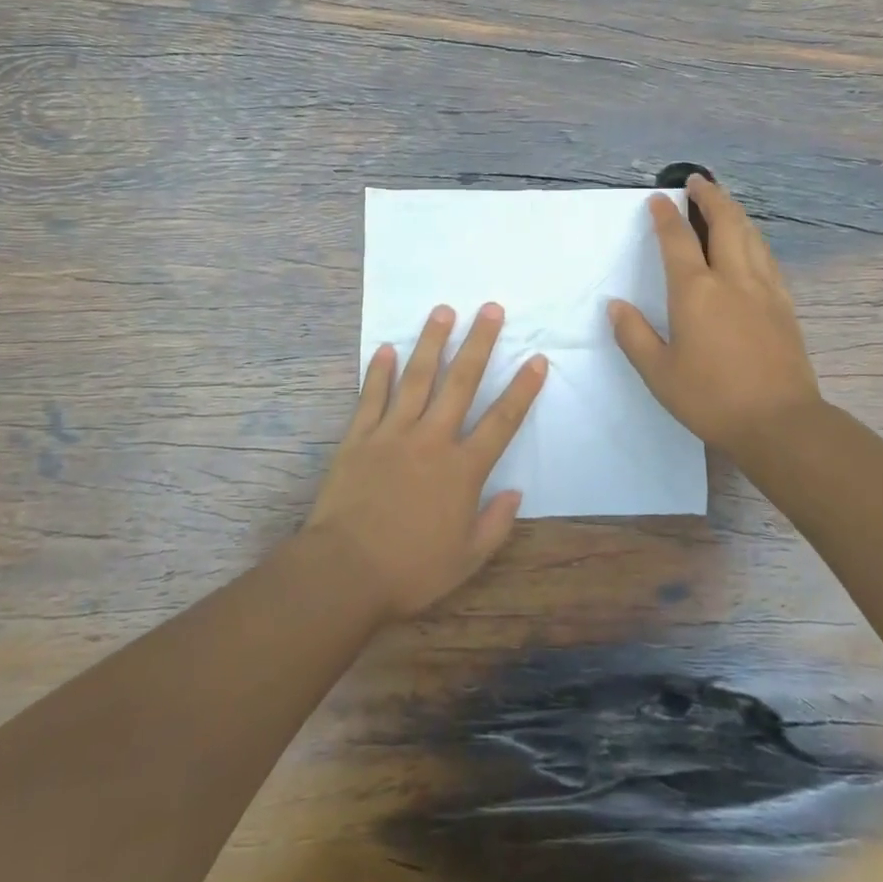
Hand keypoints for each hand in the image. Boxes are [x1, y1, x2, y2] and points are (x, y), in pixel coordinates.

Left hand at [307, 302, 546, 620]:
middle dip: (479, 343)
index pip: (502, 421)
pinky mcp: (358, 438)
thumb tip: (516, 492)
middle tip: (490, 309)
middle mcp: (432, 440)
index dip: (522, 389)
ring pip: (417, 378)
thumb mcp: (467, 559)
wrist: (345, 572)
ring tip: (443, 311)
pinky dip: (378, 372)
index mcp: (462, 469)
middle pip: (461, 383)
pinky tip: (385, 348)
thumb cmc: (411, 570)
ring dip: (431, 342)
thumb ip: (496, 524)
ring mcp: (392, 433)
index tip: (537, 359)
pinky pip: (371, 397)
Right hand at [609, 174, 821, 464]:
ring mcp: (764, 289)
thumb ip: (634, 335)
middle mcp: (732, 279)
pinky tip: (752, 244)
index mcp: (695, 292)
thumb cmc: (711, 398)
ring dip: (734, 212)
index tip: (659, 198)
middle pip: (725, 222)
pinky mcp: (784, 304)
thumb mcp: (659, 373)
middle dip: (710, 197)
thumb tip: (615, 306)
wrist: (780, 422)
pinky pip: (767, 257)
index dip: (666, 216)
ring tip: (723, 203)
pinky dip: (754, 238)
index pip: (678, 240)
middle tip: (698, 181)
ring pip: (751, 235)